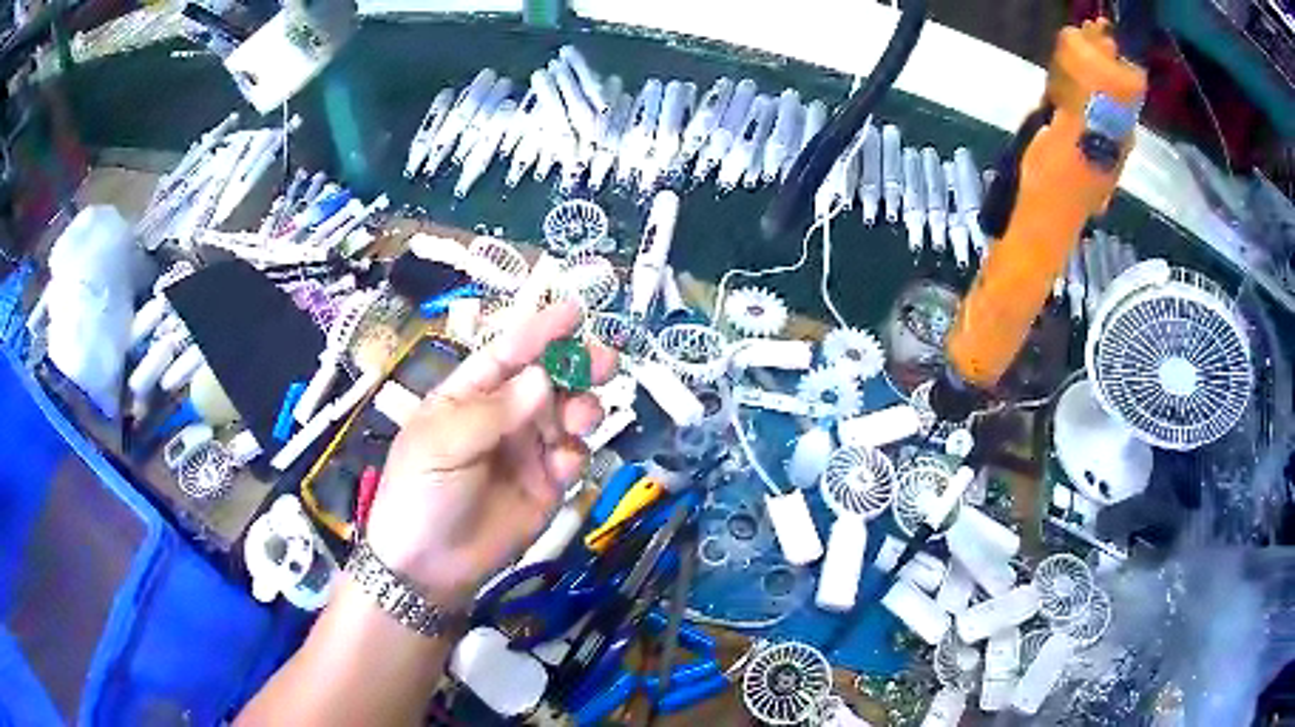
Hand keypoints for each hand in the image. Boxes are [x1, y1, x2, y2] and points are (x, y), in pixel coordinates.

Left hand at [364, 302, 615, 606]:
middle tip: (605, 361)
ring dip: (582, 409)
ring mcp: (528, 451)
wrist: (429, 567)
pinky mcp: (548, 485)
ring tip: (583, 417)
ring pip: (568, 416)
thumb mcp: (442, 445)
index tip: (574, 313)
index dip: (539, 332)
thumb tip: (543, 379)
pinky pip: (573, 458)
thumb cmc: (420, 493)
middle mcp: (504, 417)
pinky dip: (576, 454)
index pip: (508, 354)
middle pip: (548, 380)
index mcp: (469, 396)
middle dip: (578, 366)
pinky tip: (563, 466)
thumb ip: (493, 413)